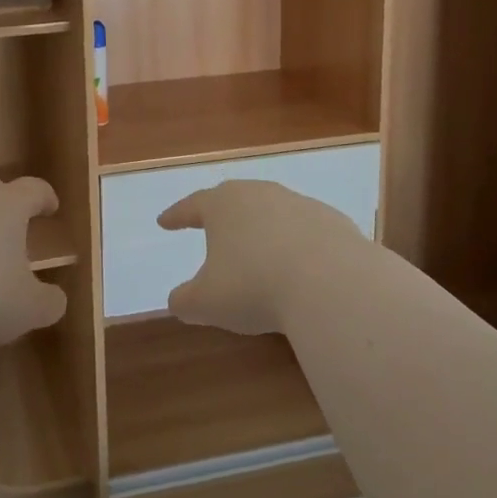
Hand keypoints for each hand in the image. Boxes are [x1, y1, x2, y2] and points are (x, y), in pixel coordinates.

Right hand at [158, 180, 366, 334]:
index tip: (164, 222)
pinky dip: (297, 245)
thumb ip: (185, 300)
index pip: (192, 206)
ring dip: (262, 229)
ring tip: (258, 250)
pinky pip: (306, 230)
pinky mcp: (332, 221)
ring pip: (272, 212)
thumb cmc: (255, 286)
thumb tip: (179, 301)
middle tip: (211, 225)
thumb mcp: (206, 303)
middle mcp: (259, 194)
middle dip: (221, 214)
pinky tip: (300, 267)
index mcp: (222, 205)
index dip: (176, 215)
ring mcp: (299, 204)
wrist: (332, 283)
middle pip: (233, 198)